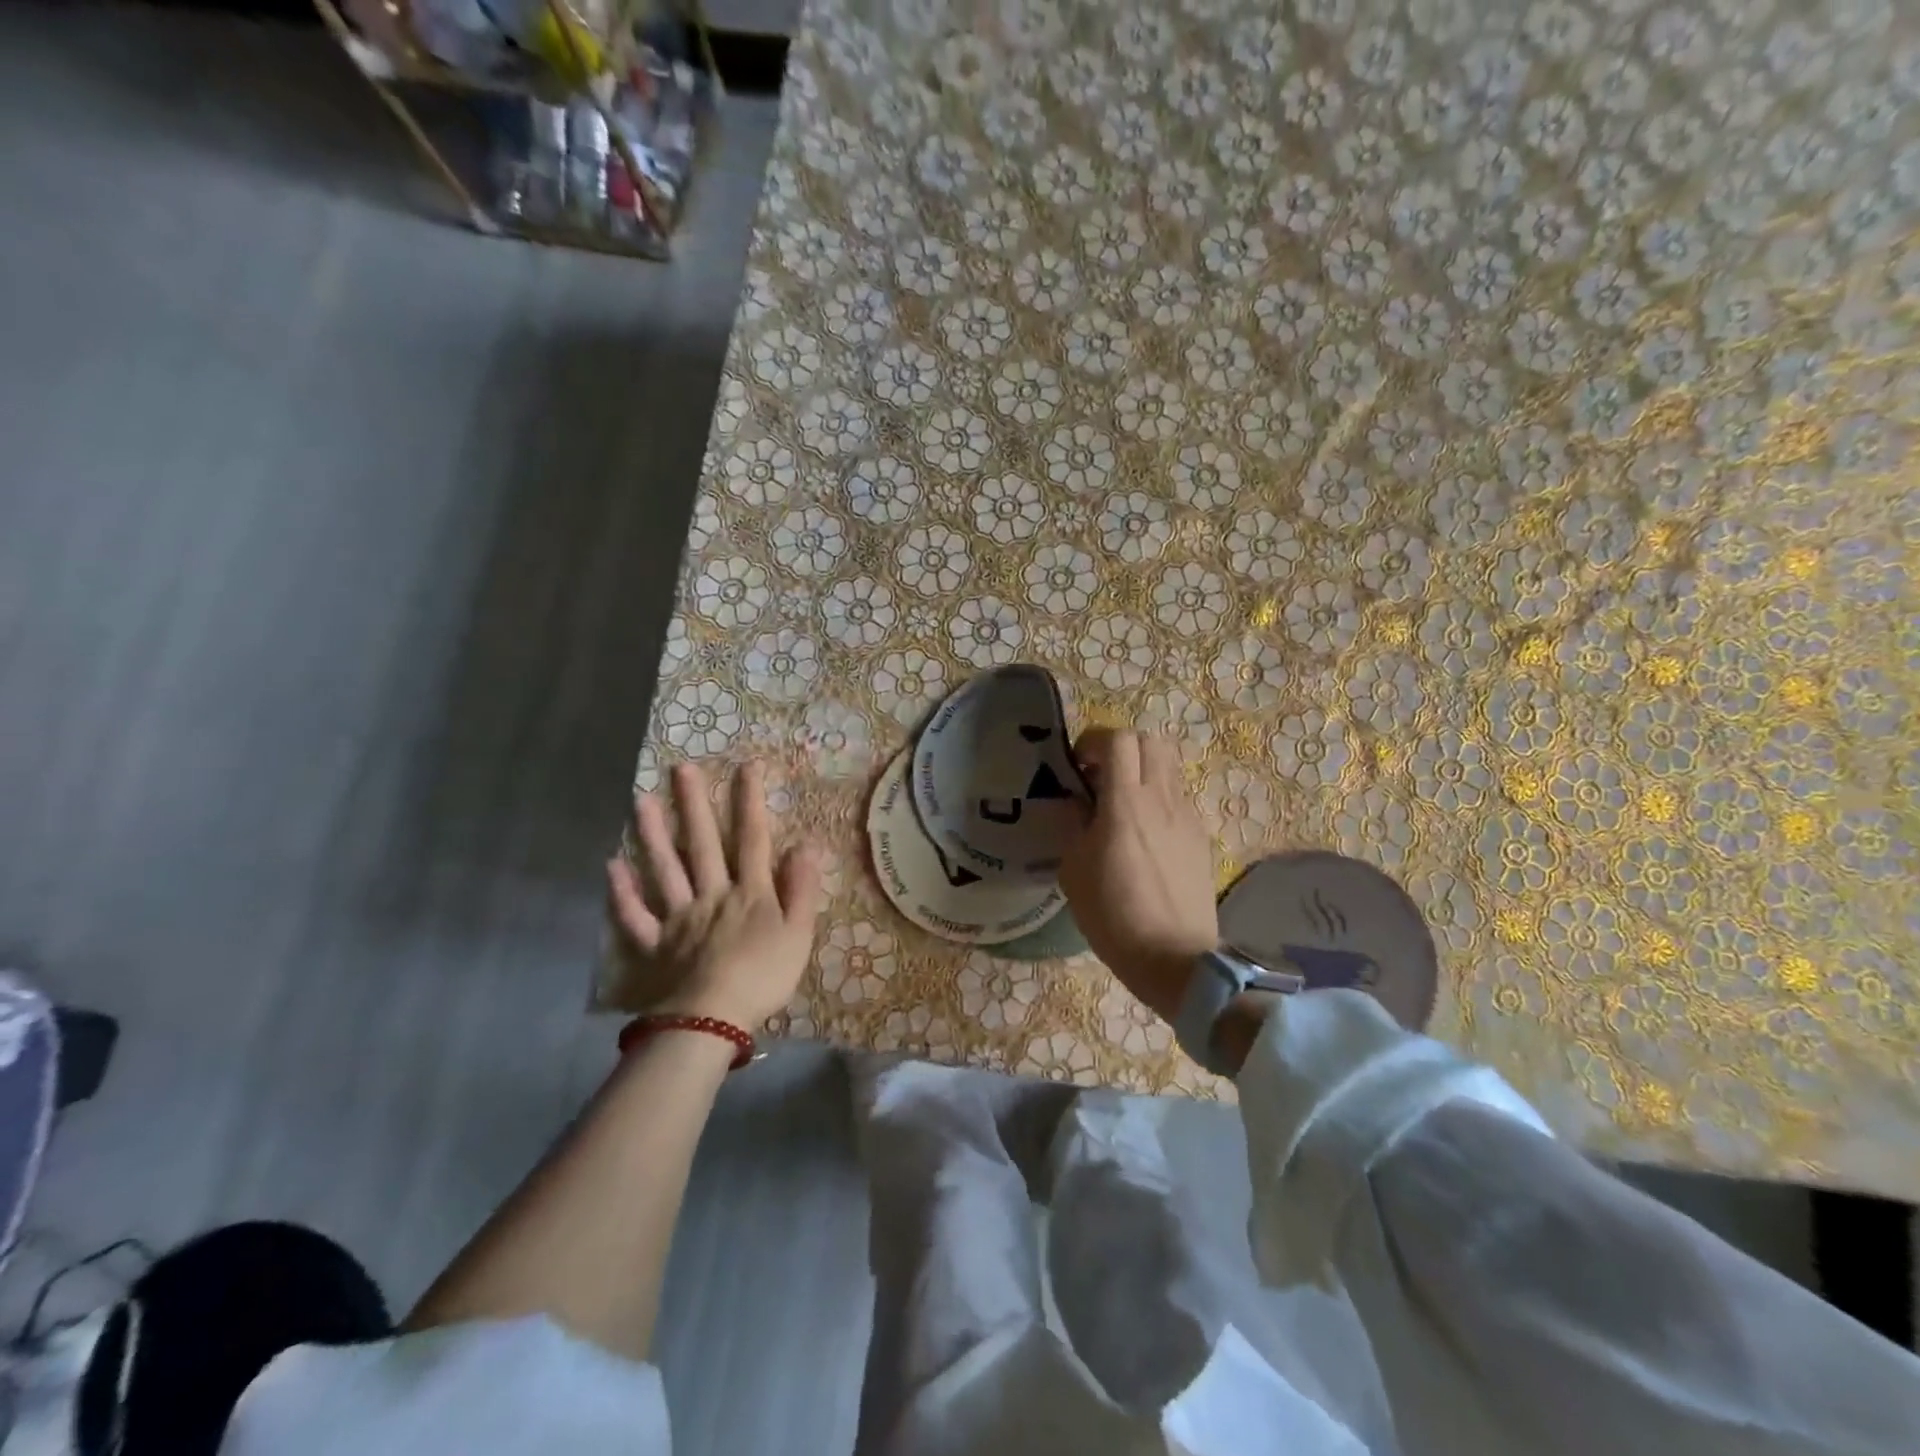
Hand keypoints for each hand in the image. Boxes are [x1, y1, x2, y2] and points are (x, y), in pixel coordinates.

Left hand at [606, 760, 822, 1028]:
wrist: (712, 1021)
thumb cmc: (763, 977)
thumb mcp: (799, 934)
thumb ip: (802, 889)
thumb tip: (806, 844)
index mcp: (749, 893)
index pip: (752, 839)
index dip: (750, 802)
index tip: (746, 766)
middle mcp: (711, 894)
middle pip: (702, 844)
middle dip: (694, 804)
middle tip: (681, 768)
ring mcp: (679, 918)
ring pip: (664, 870)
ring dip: (653, 834)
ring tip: (641, 800)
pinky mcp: (655, 944)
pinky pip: (635, 917)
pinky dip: (622, 893)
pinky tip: (611, 866)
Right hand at [1058, 729, 1218, 1021]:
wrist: (1174, 958)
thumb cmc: (1113, 915)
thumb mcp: (1074, 869)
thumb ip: (1074, 824)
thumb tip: (1077, 801)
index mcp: (1126, 802)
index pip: (1118, 739)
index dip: (1093, 742)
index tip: (1077, 767)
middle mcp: (1162, 799)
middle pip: (1150, 740)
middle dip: (1121, 748)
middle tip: (1100, 777)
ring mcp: (1186, 816)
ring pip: (1169, 765)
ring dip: (1142, 770)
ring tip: (1121, 802)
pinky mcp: (1200, 836)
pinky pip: (1178, 797)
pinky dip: (1158, 797)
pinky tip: (1144, 832)